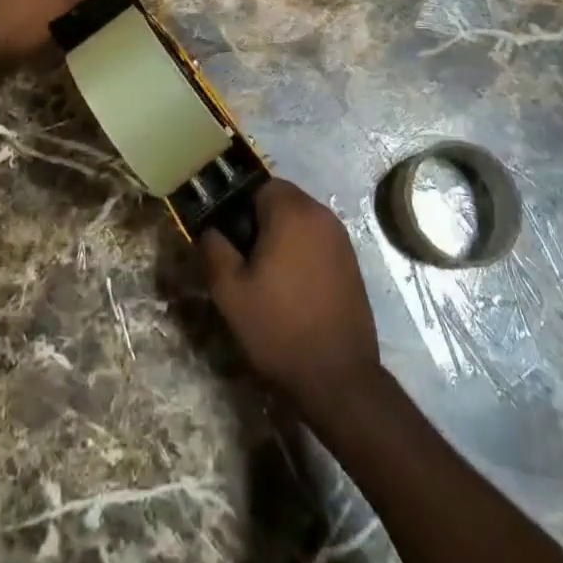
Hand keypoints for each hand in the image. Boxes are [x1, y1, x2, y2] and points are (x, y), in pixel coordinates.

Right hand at [200, 180, 380, 408]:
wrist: (338, 377)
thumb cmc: (279, 328)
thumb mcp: (231, 293)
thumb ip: (214, 250)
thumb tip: (210, 230)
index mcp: (291, 211)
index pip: (260, 186)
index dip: (241, 207)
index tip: (231, 237)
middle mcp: (320, 214)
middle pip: (283, 200)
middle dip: (262, 221)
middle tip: (245, 258)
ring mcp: (341, 238)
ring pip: (302, 220)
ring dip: (284, 236)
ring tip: (268, 275)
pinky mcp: (352, 262)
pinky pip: (319, 241)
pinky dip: (304, 252)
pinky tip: (294, 287)